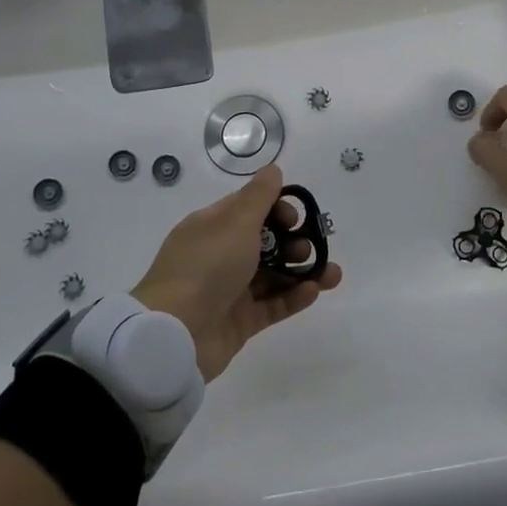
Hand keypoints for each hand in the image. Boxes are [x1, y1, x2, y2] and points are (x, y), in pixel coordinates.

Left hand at [131, 165, 342, 380]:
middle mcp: (219, 255)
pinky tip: (315, 291)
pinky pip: (272, 304)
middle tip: (308, 247)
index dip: (276, 208)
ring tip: (331, 274)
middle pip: (264, 242)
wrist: (175, 334)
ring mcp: (229, 290)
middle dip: (293, 240)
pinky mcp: (239, 322)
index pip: (248, 209)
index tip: (293, 218)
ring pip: (273, 274)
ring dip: (302, 270)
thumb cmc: (207, 266)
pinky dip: (294, 296)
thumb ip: (259, 196)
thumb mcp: (235, 222)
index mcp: (211, 227)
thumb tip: (273, 170)